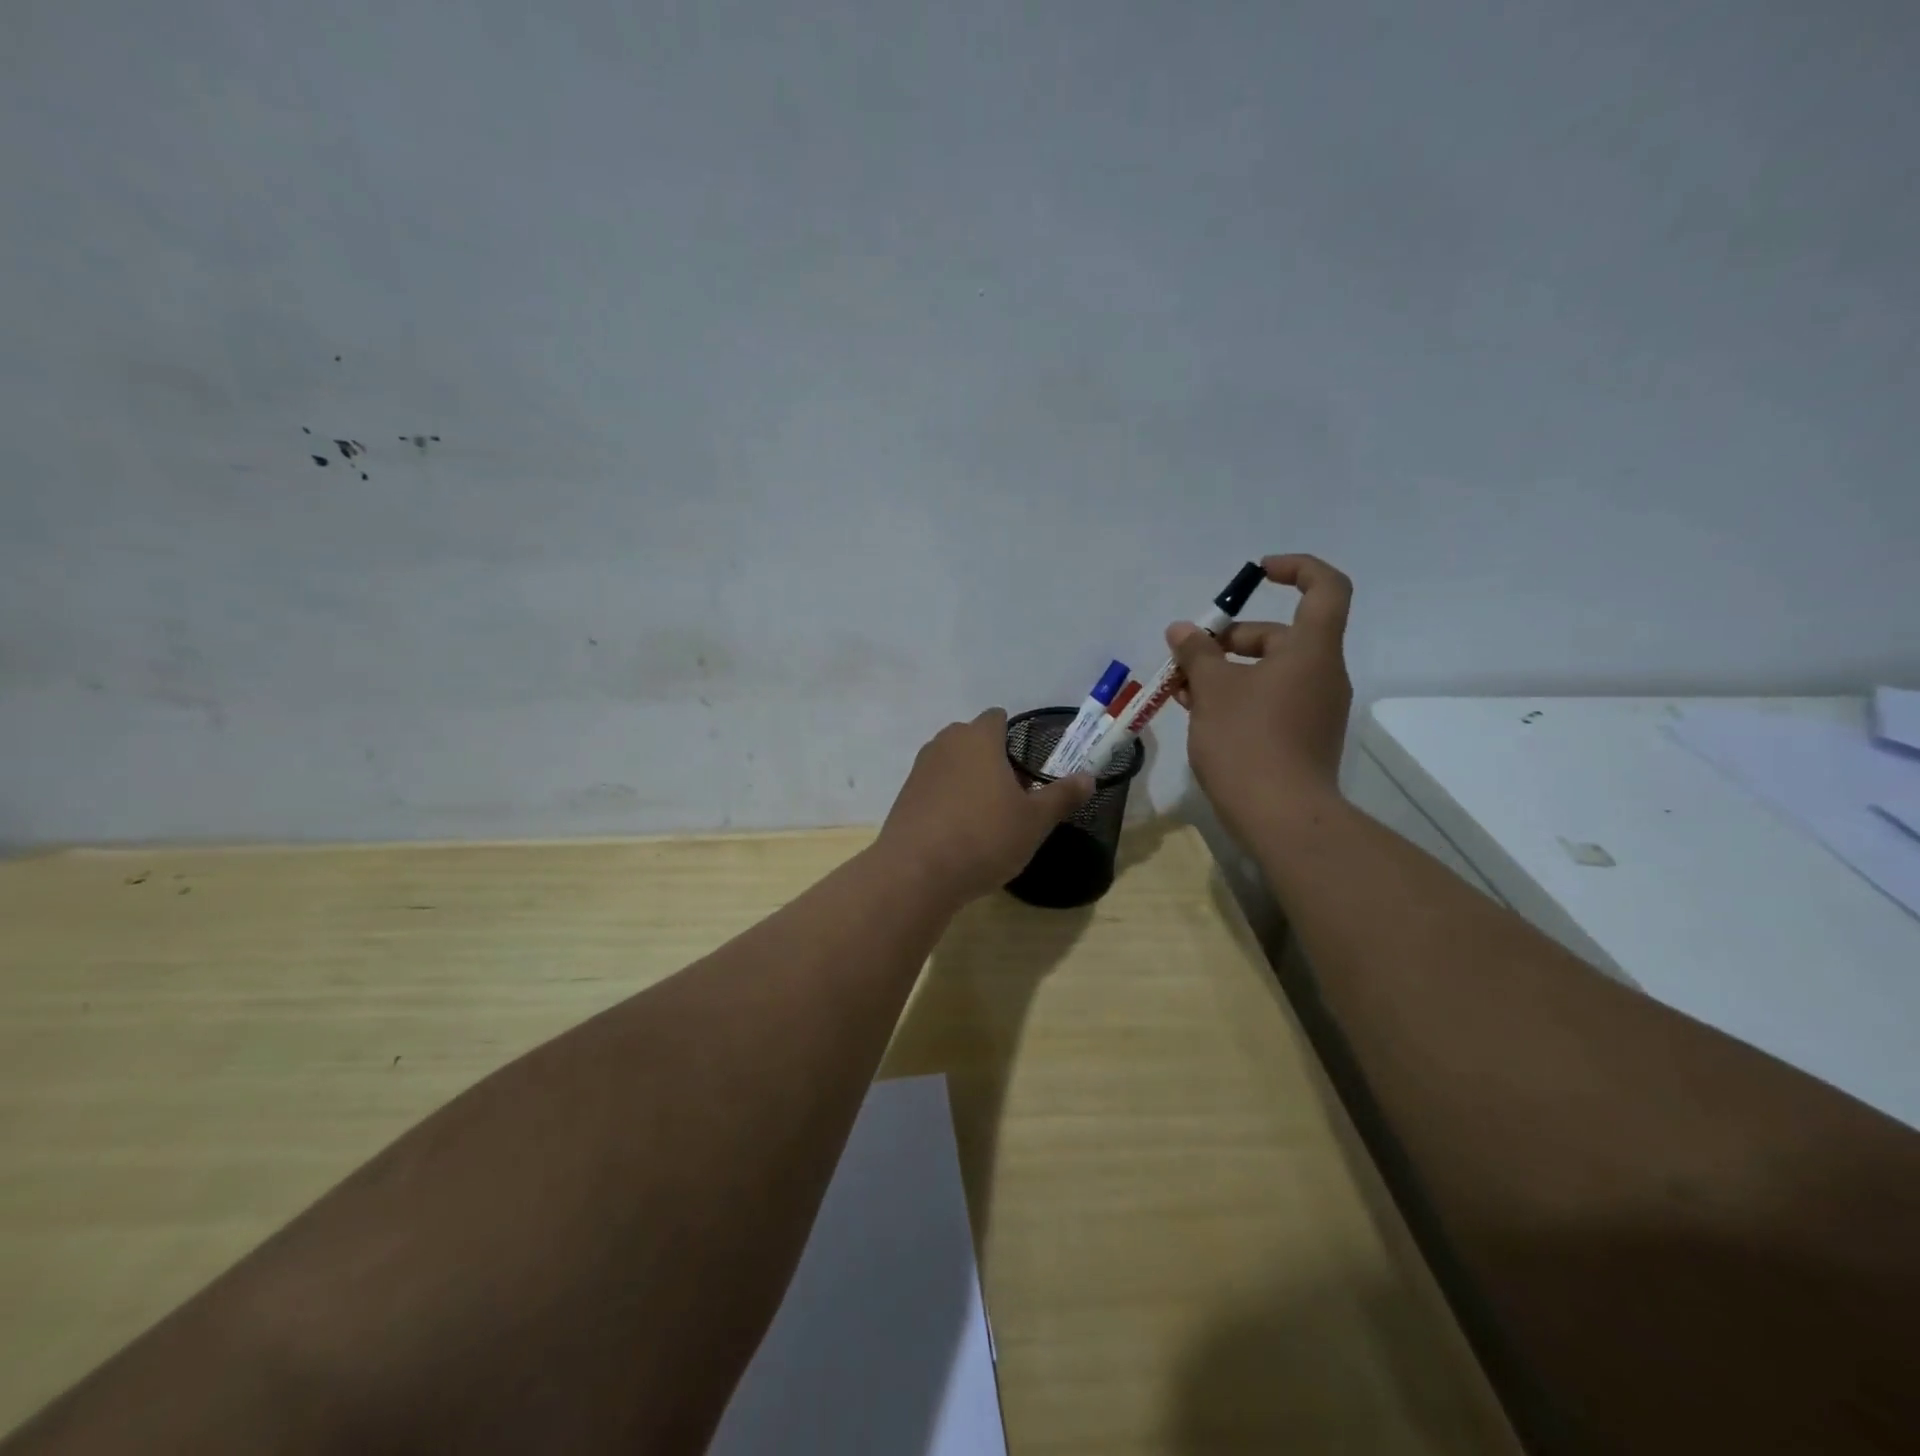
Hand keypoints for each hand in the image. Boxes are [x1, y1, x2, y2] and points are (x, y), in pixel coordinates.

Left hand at [878, 709, 1094, 902]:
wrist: (917, 872)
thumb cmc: (984, 837)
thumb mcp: (1035, 821)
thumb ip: (1062, 795)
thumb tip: (1088, 777)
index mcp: (978, 738)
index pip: (996, 718)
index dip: (1013, 735)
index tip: (1027, 765)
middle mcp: (945, 744)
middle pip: (972, 739)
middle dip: (991, 758)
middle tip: (1012, 793)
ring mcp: (920, 769)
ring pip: (951, 763)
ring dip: (968, 779)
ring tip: (987, 814)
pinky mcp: (904, 796)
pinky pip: (934, 787)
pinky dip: (947, 799)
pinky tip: (959, 831)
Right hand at [1167, 554, 1353, 842]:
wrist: (1282, 817)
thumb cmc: (1248, 741)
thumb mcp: (1213, 690)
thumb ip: (1197, 654)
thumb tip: (1182, 630)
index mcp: (1312, 650)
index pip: (1325, 587)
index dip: (1296, 569)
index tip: (1258, 572)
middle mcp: (1322, 674)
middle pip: (1282, 635)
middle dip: (1230, 638)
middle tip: (1187, 655)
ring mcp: (1315, 708)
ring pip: (1270, 671)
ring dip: (1226, 671)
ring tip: (1181, 688)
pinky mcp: (1303, 737)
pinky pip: (1271, 700)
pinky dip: (1238, 697)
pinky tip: (1199, 712)